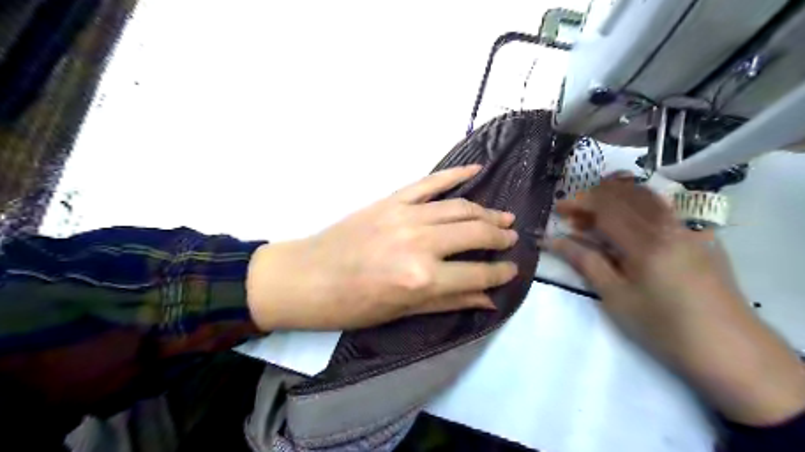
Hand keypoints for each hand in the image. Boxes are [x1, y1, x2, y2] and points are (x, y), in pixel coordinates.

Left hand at [248, 164, 514, 331]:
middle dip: (500, 236)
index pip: (478, 273)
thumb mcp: (402, 312)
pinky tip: (477, 170)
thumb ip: (450, 302)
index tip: (513, 270)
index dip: (500, 272)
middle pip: (475, 233)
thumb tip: (489, 299)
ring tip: (502, 217)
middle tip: (512, 238)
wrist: (307, 277)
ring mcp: (406, 215)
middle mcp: (421, 243)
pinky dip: (456, 174)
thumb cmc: (353, 305)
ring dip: (486, 211)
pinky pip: (431, 182)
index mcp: (423, 279)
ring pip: (460, 207)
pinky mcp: (392, 199)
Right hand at [550, 175, 804, 427]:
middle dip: (594, 197)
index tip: (558, 209)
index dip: (579, 202)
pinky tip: (628, 225)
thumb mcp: (616, 297)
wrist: (731, 351)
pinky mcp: (700, 237)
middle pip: (626, 193)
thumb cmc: (663, 327)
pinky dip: (637, 206)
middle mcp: (669, 225)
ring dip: (615, 198)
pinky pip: (663, 208)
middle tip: (573, 214)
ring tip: (595, 216)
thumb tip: (553, 240)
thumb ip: (585, 261)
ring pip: (647, 196)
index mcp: (646, 241)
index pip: (606, 205)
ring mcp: (689, 228)